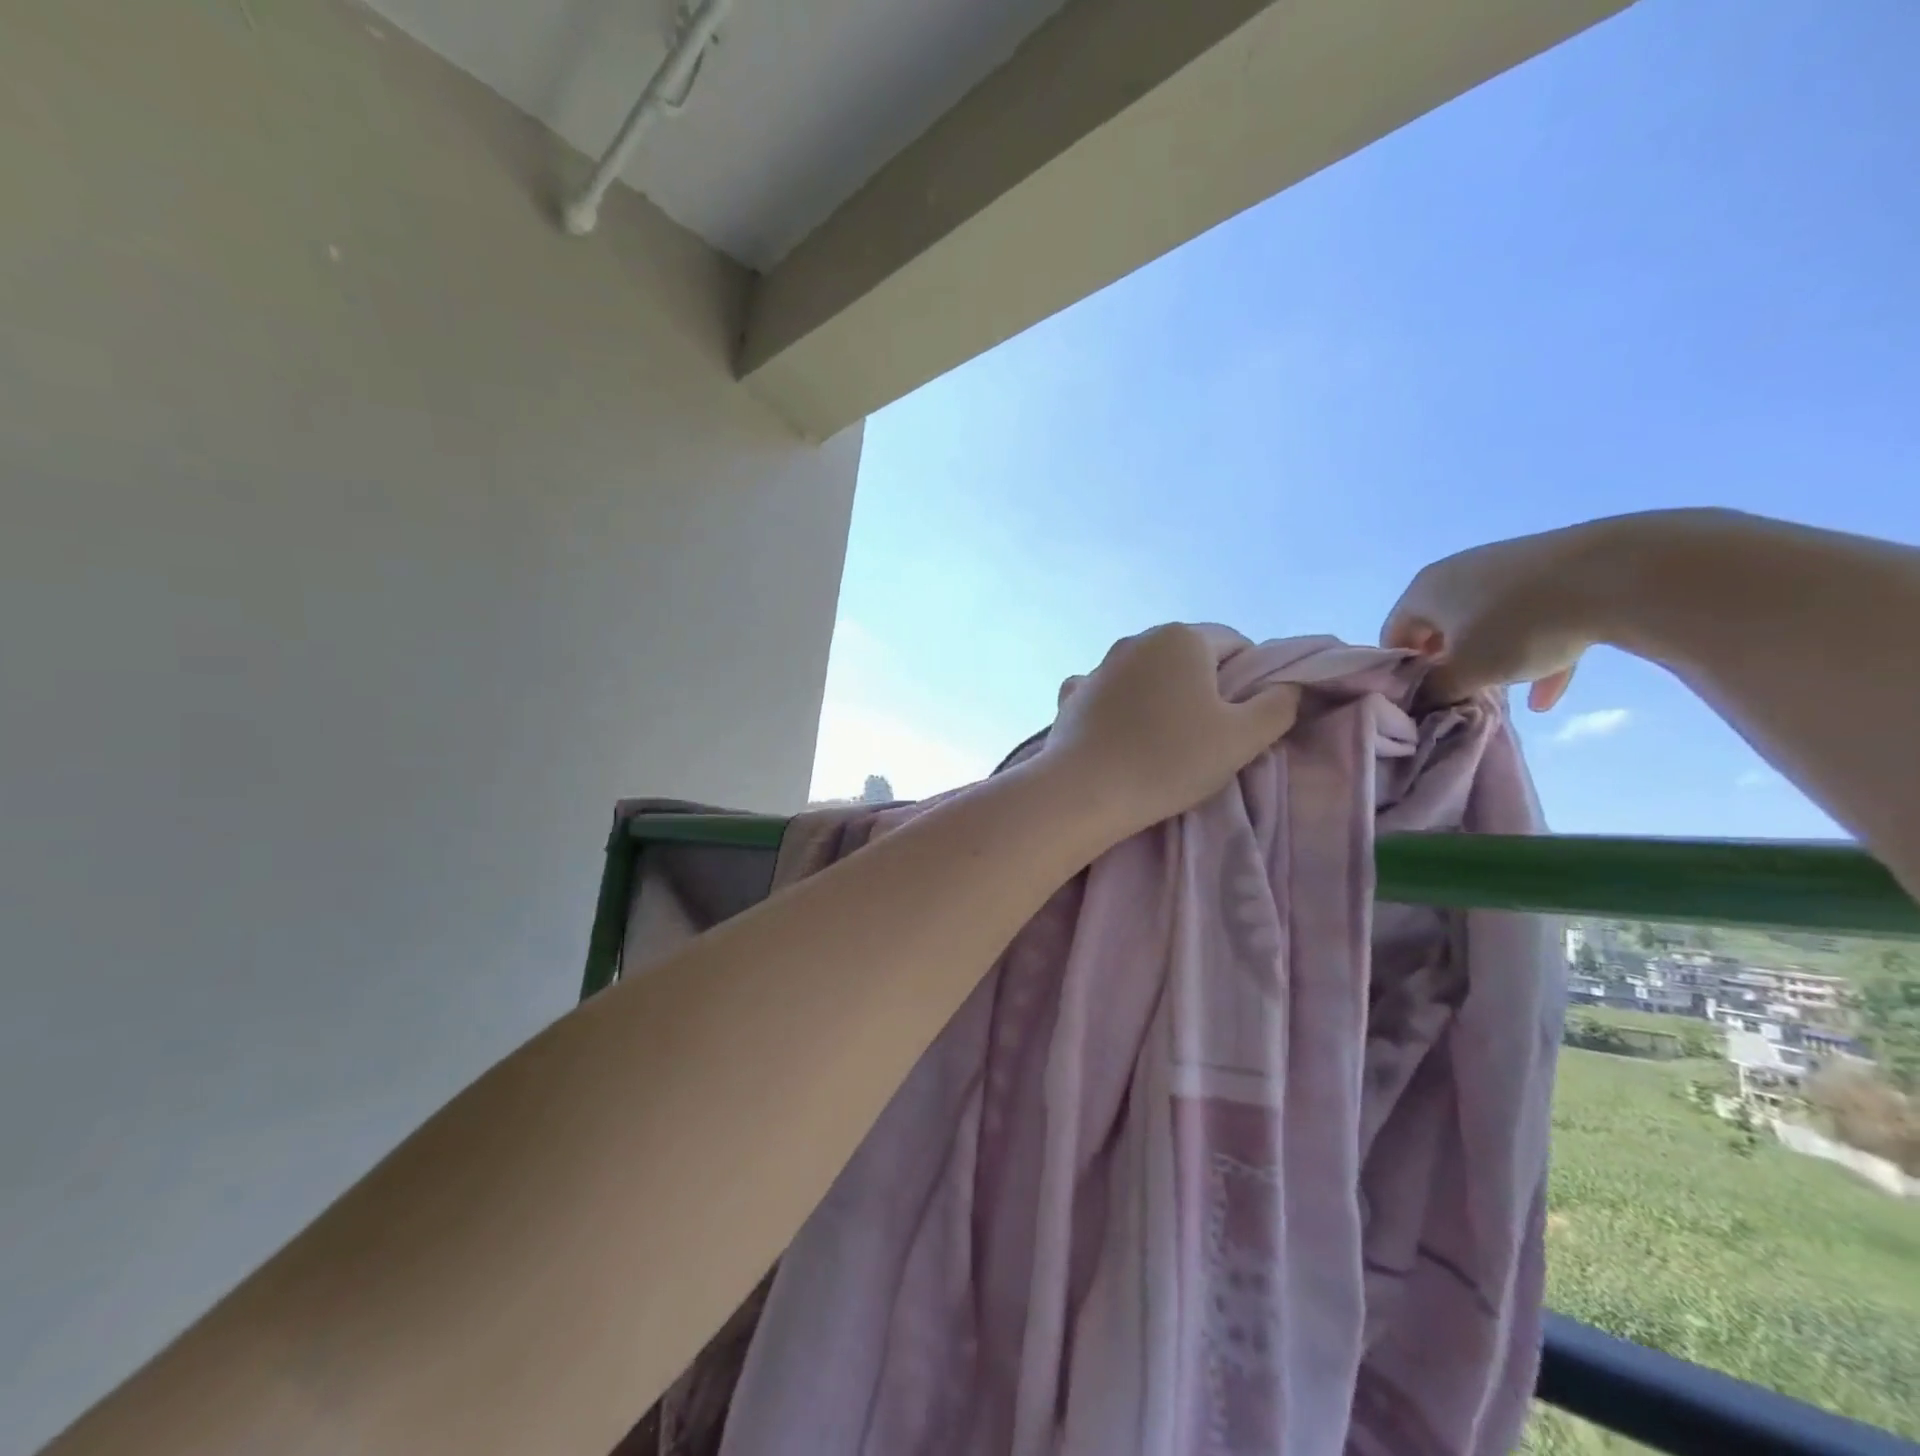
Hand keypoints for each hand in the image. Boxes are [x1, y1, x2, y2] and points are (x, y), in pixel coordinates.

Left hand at [1039, 624, 1300, 835]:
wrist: (1084, 791)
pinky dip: (1121, 707)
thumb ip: (1278, 705)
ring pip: (1147, 674)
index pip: (1236, 645)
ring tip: (1164, 740)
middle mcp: (1138, 639)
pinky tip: (1122, 734)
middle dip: (1204, 687)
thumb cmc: (1169, 760)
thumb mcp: (1243, 738)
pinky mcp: (1073, 694)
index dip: (1250, 680)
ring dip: (1162, 696)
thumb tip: (1286, 686)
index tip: (1243, 720)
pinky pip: (1110, 693)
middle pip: (1189, 657)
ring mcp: (1099, 665)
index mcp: (1182, 638)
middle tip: (1208, 734)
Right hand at [1380, 519, 1638, 708]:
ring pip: (1487, 627)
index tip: (1422, 698)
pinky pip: (1532, 621)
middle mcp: (1458, 573)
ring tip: (1503, 694)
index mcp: (1425, 590)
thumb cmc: (1521, 625)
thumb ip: (1435, 691)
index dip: (1403, 670)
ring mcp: (1508, 570)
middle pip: (1440, 630)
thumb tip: (1422, 700)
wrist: (1621, 574)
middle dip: (1449, 667)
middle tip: (1460, 697)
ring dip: (1491, 662)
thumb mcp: (1469, 671)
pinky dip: (1534, 654)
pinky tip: (1548, 696)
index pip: (1394, 635)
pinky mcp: (1553, 573)